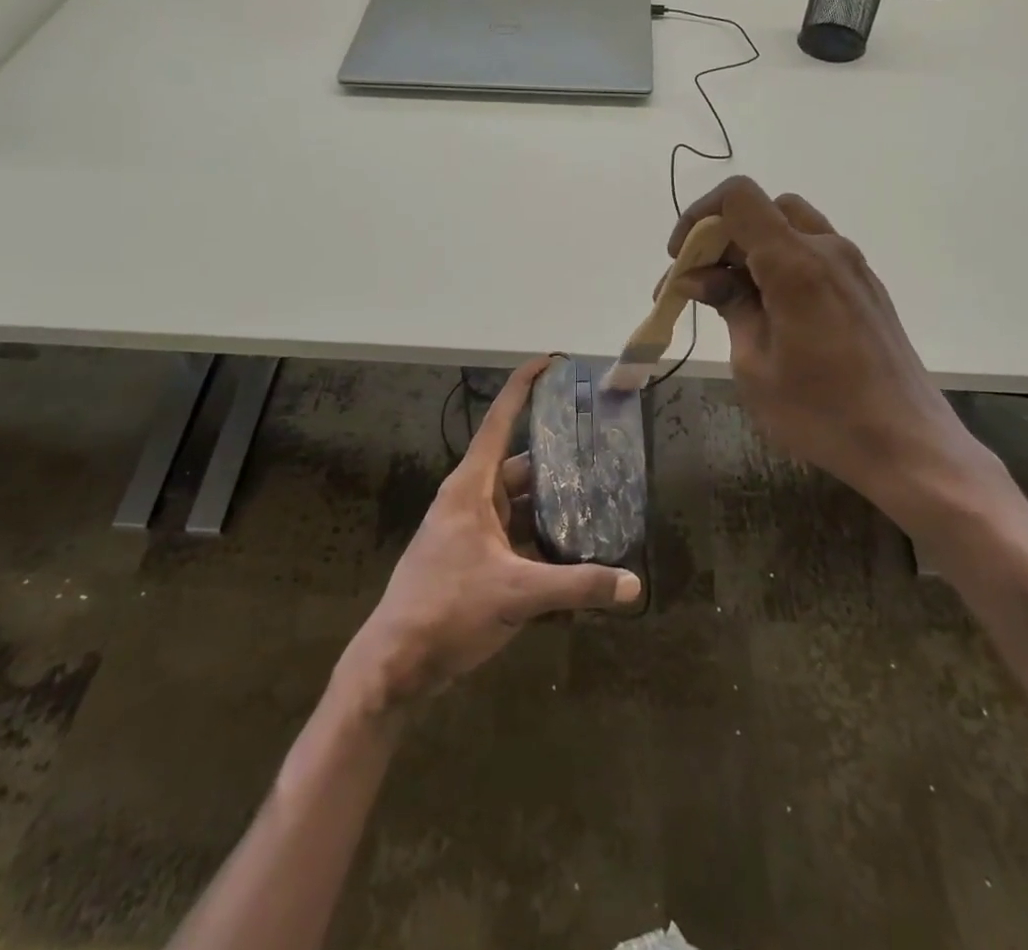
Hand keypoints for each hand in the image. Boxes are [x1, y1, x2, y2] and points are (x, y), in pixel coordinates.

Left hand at [338, 358, 641, 709]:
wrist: (394, 664)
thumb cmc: (446, 609)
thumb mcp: (516, 594)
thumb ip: (576, 586)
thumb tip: (633, 585)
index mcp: (471, 487)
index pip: (500, 421)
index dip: (523, 387)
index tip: (550, 362)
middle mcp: (471, 500)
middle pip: (520, 466)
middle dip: (557, 459)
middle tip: (601, 451)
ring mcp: (470, 531)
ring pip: (519, 505)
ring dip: (552, 505)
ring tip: (598, 501)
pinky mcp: (473, 560)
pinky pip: (514, 536)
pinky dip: (541, 540)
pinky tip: (573, 553)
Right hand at [668, 177, 1014, 531]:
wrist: (908, 446)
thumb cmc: (821, 412)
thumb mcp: (755, 364)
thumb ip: (729, 306)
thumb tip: (699, 278)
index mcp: (796, 264)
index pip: (739, 197)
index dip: (700, 216)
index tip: (682, 259)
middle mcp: (828, 250)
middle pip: (764, 209)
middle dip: (722, 236)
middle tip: (699, 283)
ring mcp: (853, 267)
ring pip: (791, 227)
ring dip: (753, 248)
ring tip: (733, 297)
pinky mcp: (865, 288)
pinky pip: (814, 252)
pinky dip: (781, 262)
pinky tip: (771, 310)